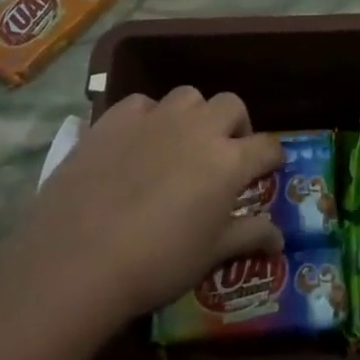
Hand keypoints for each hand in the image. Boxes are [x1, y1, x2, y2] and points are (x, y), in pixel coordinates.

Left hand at [15, 88, 285, 321]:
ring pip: (188, 96)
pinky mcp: (114, 119)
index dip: (272, 157)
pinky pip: (142, 104)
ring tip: (181, 142)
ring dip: (194, 114)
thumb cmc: (157, 263)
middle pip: (231, 105)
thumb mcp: (211, 255)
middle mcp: (198, 129)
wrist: (79, 258)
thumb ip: (248, 236)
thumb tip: (280, 239)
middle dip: (236, 125)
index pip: (267, 146)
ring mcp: (154, 119)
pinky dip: (149, 117)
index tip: (269, 168)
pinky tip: (137, 142)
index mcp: (229, 162)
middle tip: (225, 153)